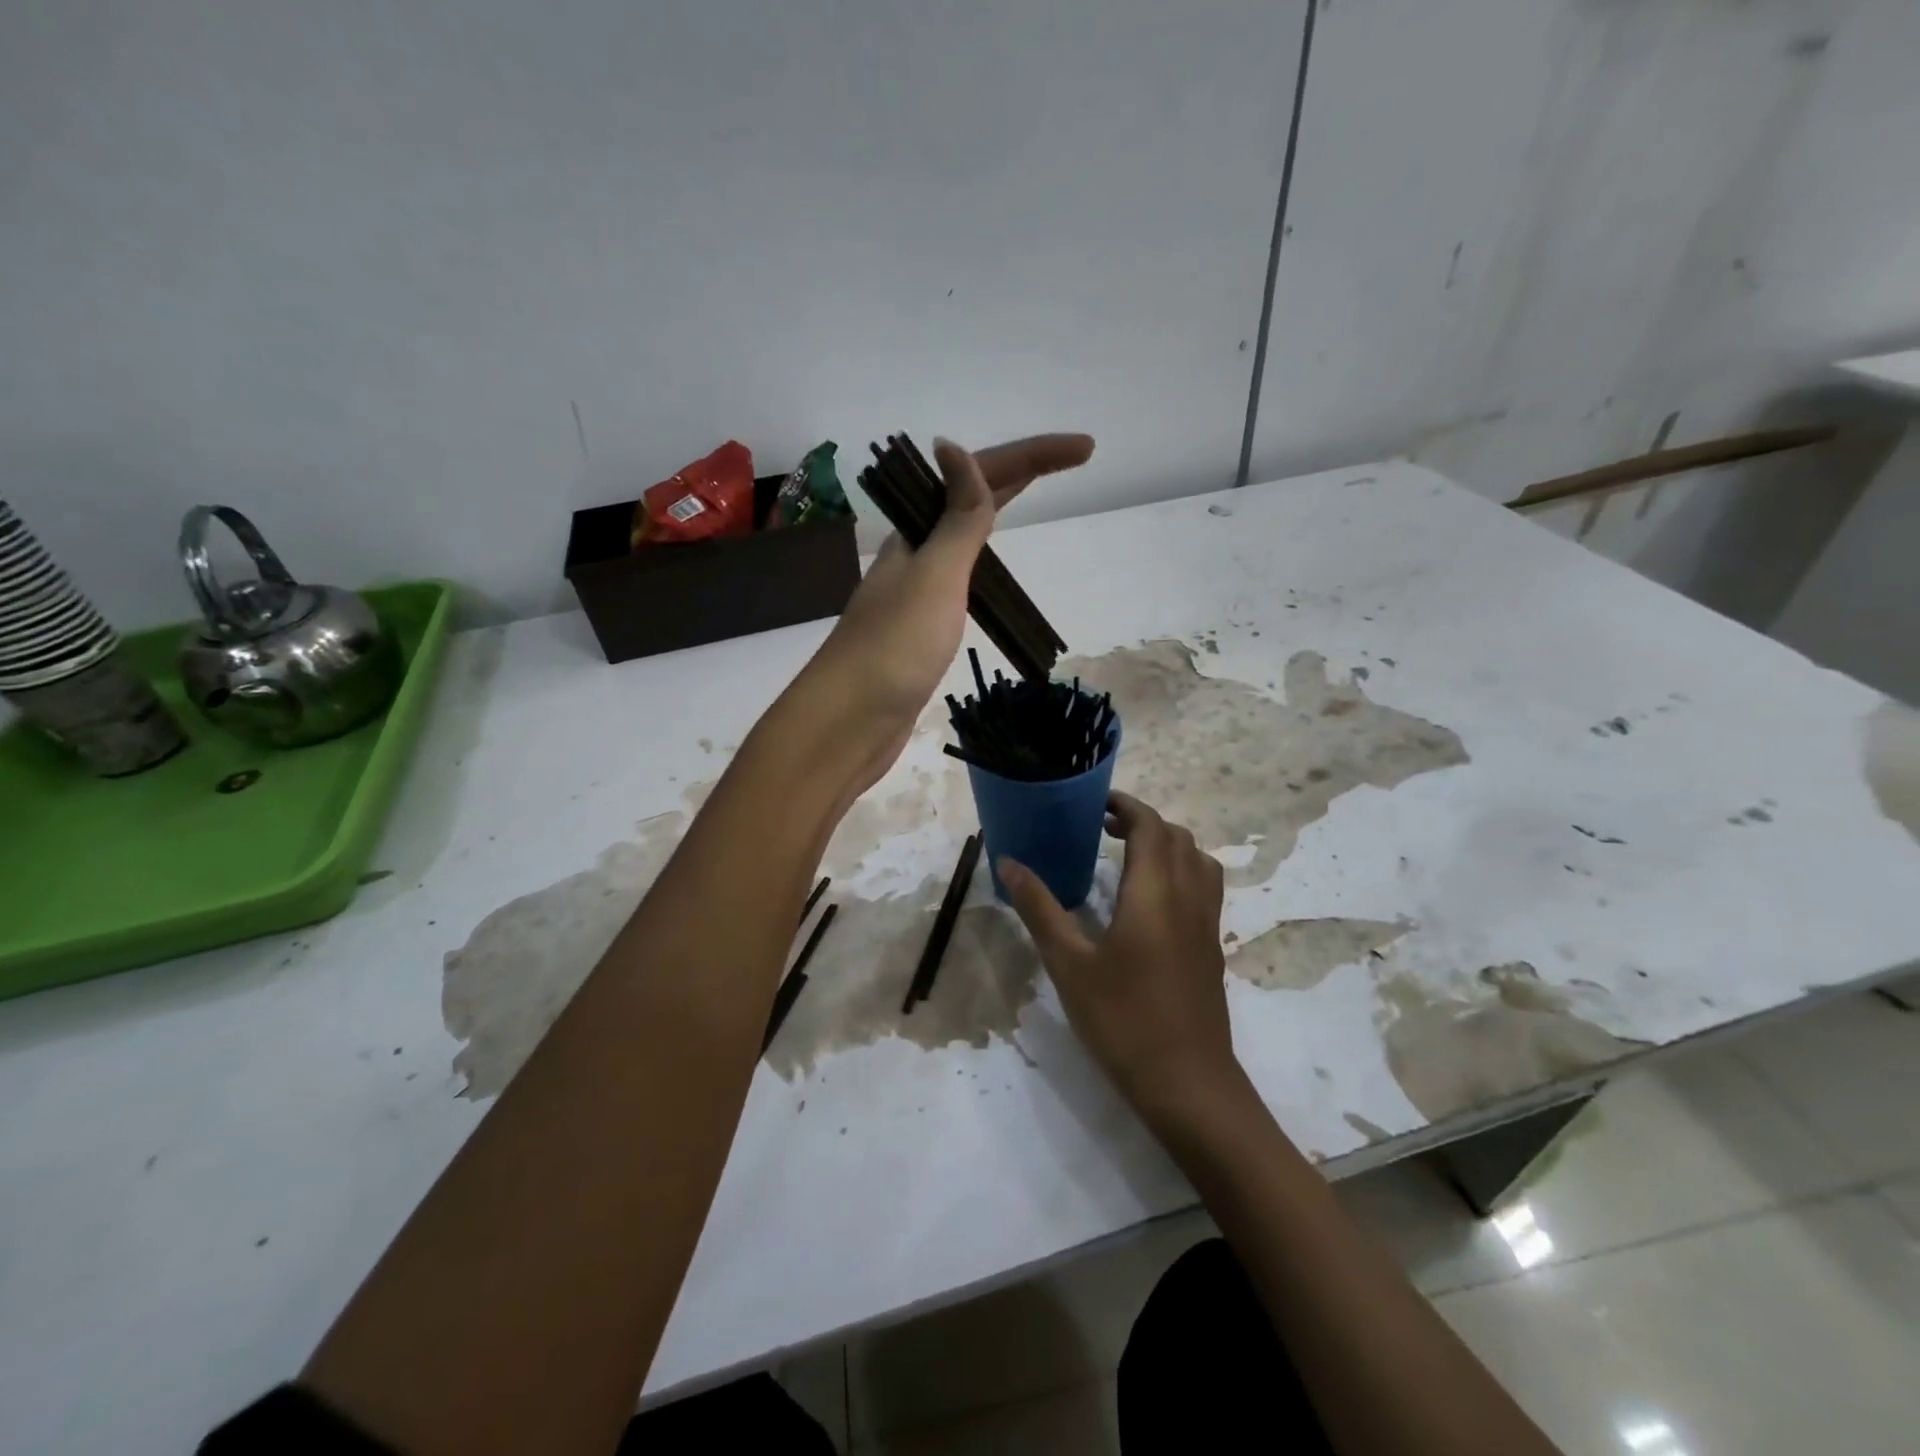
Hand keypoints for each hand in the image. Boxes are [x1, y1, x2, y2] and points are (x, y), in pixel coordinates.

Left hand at [804, 433, 1093, 786]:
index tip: (1086, 448)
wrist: (848, 724)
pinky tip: (990, 572)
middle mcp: (914, 556)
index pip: (980, 477)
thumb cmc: (894, 649)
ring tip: (1033, 497)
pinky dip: (981, 563)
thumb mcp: (935, 577)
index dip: (1033, 457)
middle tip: (1074, 461)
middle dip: (1022, 473)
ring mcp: (916, 594)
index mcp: (916, 535)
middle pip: (971, 499)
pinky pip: (958, 580)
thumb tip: (954, 447)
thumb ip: (956, 520)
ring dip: (995, 510)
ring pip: (961, 538)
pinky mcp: (920, 632)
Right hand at [1000, 793, 1238, 1116]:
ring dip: (1167, 845)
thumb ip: (1039, 908)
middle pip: (1177, 837)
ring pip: (1197, 860)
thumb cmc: (1123, 1019)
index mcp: (1154, 891)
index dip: (1126, 805)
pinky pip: (1204, 887)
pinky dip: (1181, 871)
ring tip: (1128, 857)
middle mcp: (1189, 896)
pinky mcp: (1212, 947)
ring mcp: (1207, 923)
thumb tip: (1008, 862)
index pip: (1150, 825)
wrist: (1188, 1083)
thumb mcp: (1069, 963)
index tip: (1095, 803)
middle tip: (1103, 828)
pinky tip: (1150, 902)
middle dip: (1142, 821)